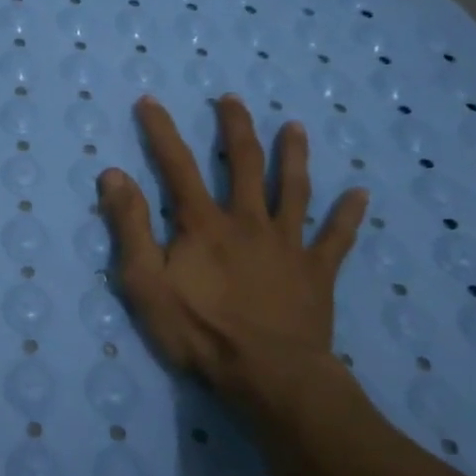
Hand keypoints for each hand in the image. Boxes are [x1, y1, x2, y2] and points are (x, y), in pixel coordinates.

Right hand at [98, 95, 368, 418]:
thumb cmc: (200, 331)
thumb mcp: (146, 282)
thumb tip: (114, 174)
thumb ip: (130, 226)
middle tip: (232, 99)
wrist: (269, 376)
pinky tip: (361, 194)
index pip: (177, 165)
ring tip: (295, 127)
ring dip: (293, 155)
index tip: (150, 100)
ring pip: (293, 189)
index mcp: (204, 223)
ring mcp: (287, 244)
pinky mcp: (317, 272)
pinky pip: (337, 238)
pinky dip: (348, 215)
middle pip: (244, 163)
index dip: (161, 131)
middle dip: (235, 127)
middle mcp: (248, 220)